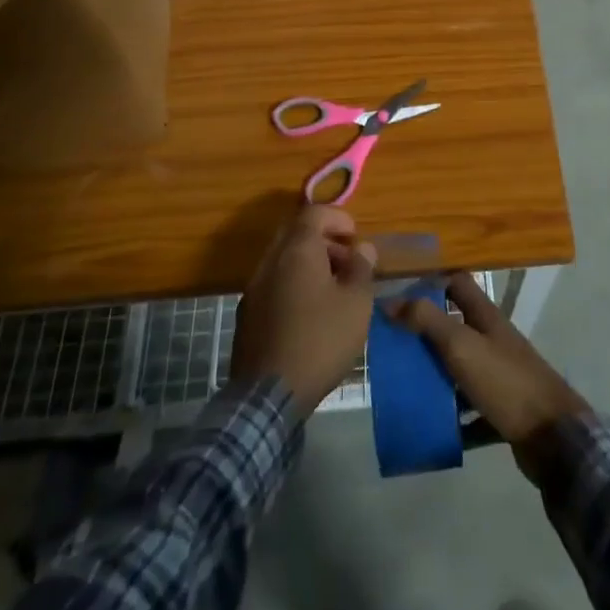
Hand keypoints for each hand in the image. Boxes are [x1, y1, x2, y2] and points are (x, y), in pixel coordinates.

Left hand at [231, 204, 377, 417]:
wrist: (268, 396)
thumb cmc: (320, 341)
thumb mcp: (356, 304)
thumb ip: (362, 269)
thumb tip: (364, 248)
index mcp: (297, 250)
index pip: (314, 212)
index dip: (338, 217)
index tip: (355, 237)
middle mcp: (270, 261)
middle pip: (295, 233)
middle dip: (323, 239)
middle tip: (346, 260)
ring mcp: (254, 288)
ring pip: (282, 259)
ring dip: (307, 263)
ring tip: (332, 289)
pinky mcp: (246, 315)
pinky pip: (273, 283)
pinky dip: (292, 284)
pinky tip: (309, 313)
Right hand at [390, 272, 588, 477]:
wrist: (554, 437)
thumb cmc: (505, 381)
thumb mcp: (462, 346)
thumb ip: (427, 321)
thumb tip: (390, 301)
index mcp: (485, 316)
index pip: (456, 283)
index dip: (430, 281)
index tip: (399, 292)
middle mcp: (492, 340)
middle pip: (453, 327)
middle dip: (424, 334)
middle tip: (391, 345)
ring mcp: (498, 376)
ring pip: (459, 369)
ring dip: (434, 377)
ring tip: (401, 386)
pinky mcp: (501, 410)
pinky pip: (469, 410)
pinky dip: (451, 417)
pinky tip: (429, 427)